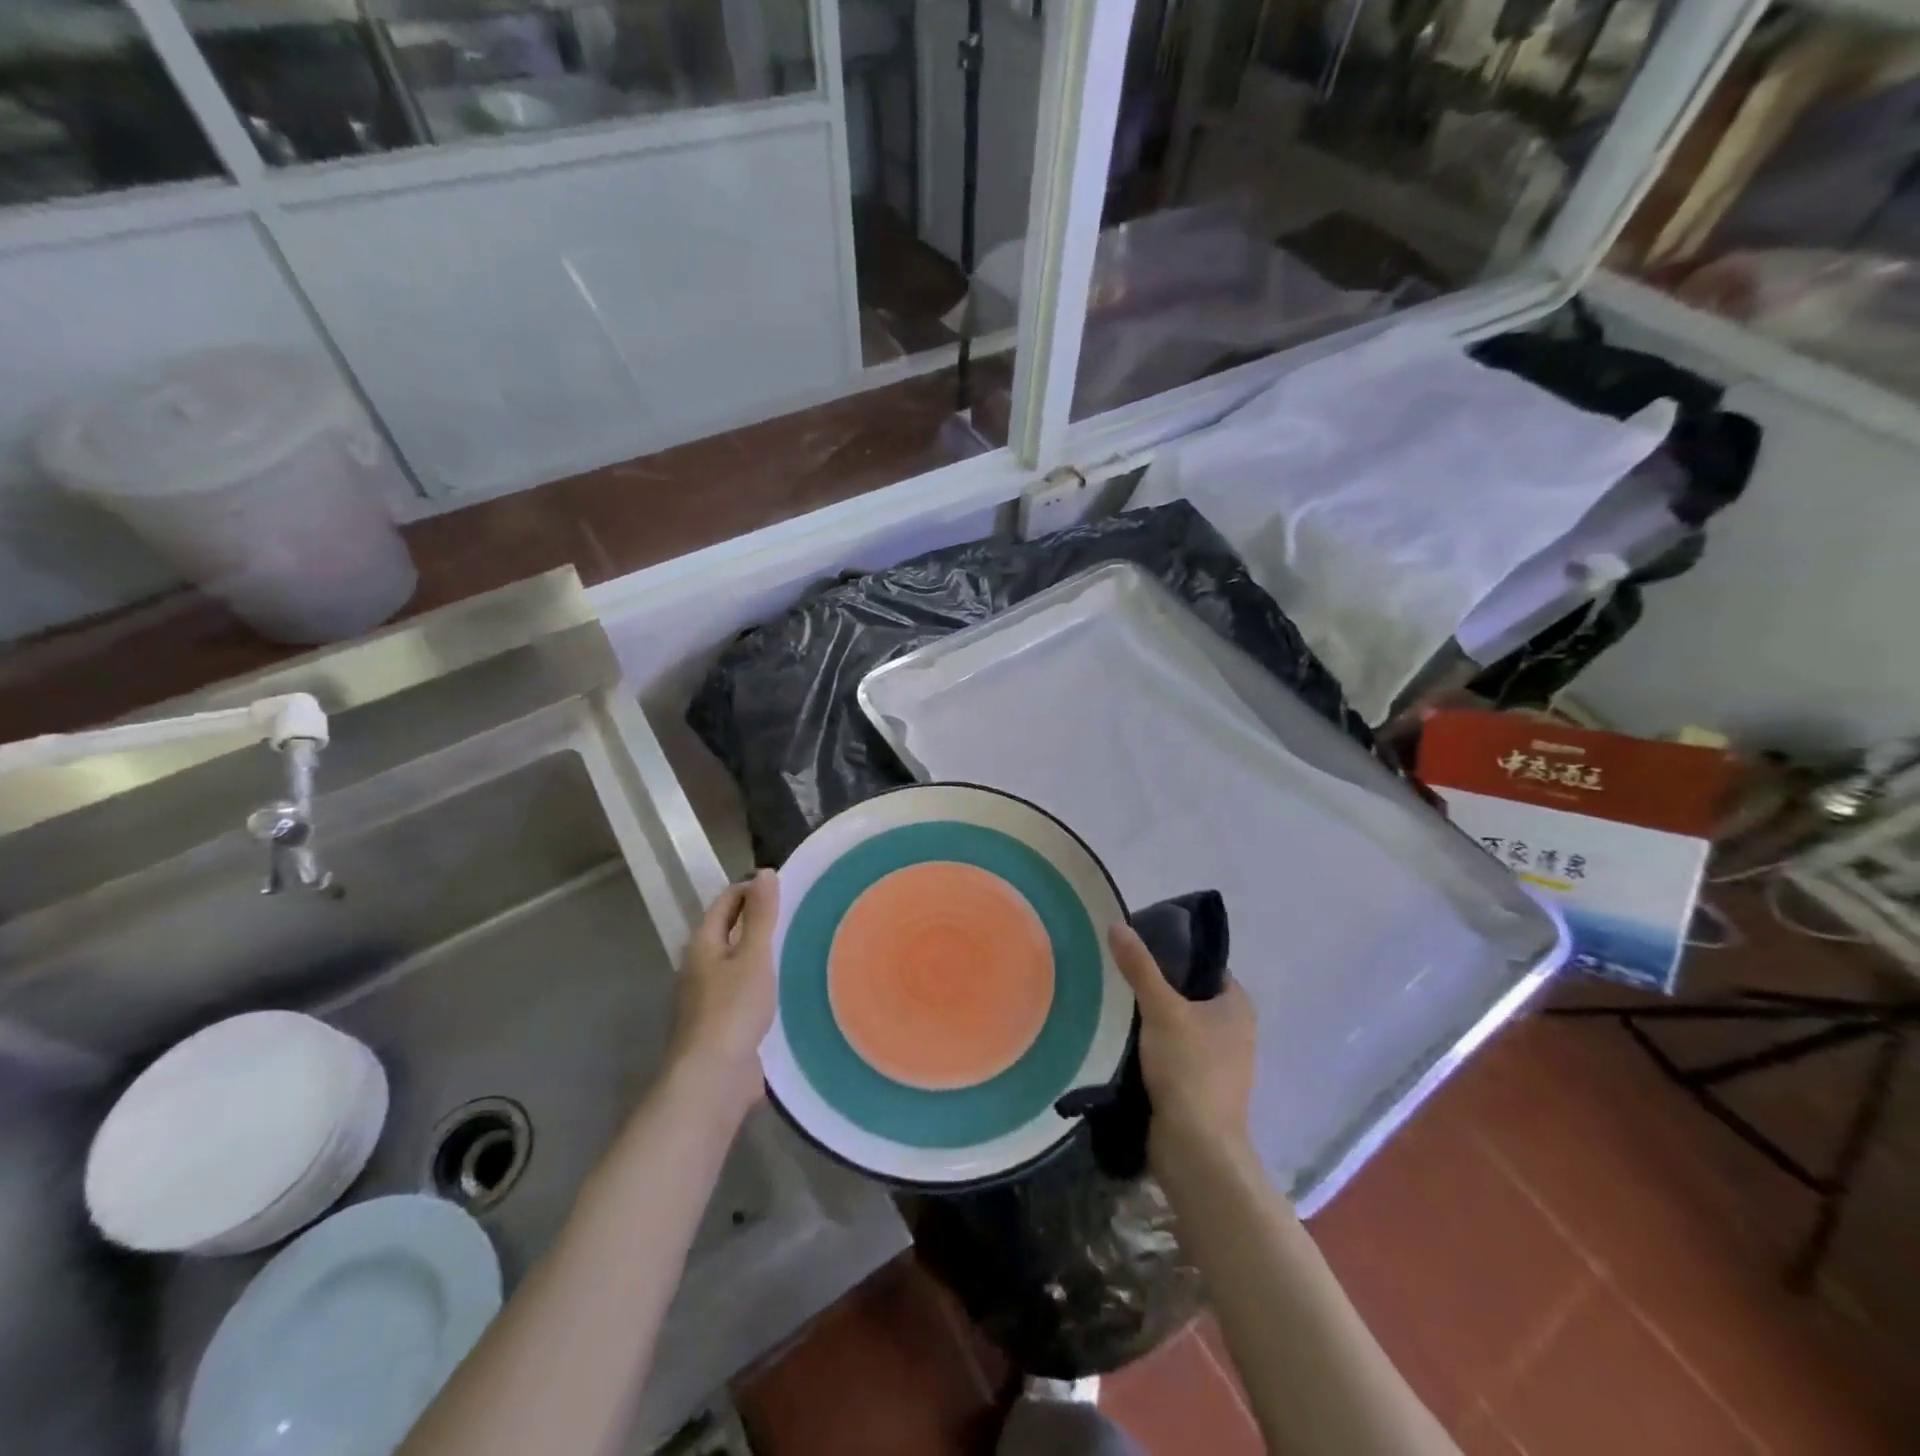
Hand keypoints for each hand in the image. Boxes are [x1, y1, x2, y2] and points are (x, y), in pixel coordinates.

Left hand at [669, 870, 778, 1122]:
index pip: (725, 903)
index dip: (750, 889)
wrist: (713, 1078)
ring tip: (796, 946)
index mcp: (702, 945)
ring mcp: (706, 998)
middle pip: (727, 932)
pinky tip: (785, 987)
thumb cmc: (732, 1009)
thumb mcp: (753, 956)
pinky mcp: (720, 1025)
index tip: (783, 886)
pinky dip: (761, 982)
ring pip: (735, 963)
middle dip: (756, 920)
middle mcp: (699, 967)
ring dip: (759, 953)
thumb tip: (764, 872)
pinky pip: (742, 991)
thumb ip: (761, 915)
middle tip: (795, 913)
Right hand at [1108, 922, 1256, 1156]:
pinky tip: (1123, 1039)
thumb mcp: (1161, 1009)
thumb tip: (1117, 924)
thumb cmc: (1189, 1069)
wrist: (1196, 1149)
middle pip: (1190, 995)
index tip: (1138, 947)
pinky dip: (1152, 1046)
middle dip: (1158, 986)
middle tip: (1120, 973)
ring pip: (1179, 1026)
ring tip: (1115, 1001)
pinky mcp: (1200, 1088)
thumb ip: (1139, 967)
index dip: (1174, 953)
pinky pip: (1173, 1053)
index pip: (1204, 965)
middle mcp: (1235, 1030)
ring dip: (1152, 1019)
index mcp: (1237, 1005)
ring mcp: (1219, 1062)